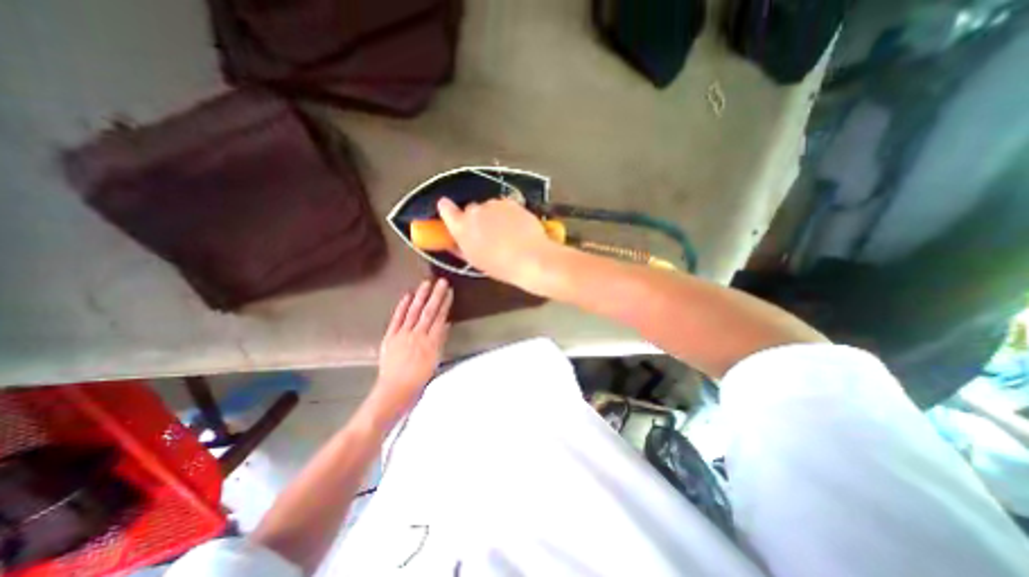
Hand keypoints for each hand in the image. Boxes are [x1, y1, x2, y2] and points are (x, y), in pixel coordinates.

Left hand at [372, 278, 448, 410]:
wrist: (394, 390)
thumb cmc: (419, 379)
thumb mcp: (435, 361)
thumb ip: (440, 341)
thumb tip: (445, 324)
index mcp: (431, 343)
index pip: (440, 319)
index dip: (445, 304)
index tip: (450, 292)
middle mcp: (418, 336)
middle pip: (429, 312)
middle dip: (436, 296)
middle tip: (442, 281)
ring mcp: (402, 335)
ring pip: (414, 312)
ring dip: (420, 297)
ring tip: (426, 283)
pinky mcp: (390, 337)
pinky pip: (397, 319)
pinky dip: (402, 307)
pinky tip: (407, 296)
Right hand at [439, 198, 558, 291]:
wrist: (531, 258)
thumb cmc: (500, 265)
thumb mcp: (475, 260)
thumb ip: (460, 247)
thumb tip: (453, 240)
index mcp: (461, 227)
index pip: (445, 207)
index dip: (448, 210)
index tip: (452, 214)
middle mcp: (475, 211)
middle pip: (470, 209)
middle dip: (477, 219)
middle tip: (488, 234)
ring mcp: (494, 204)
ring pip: (489, 207)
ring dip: (493, 215)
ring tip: (506, 233)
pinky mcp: (511, 202)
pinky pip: (504, 205)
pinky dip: (507, 213)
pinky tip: (516, 227)